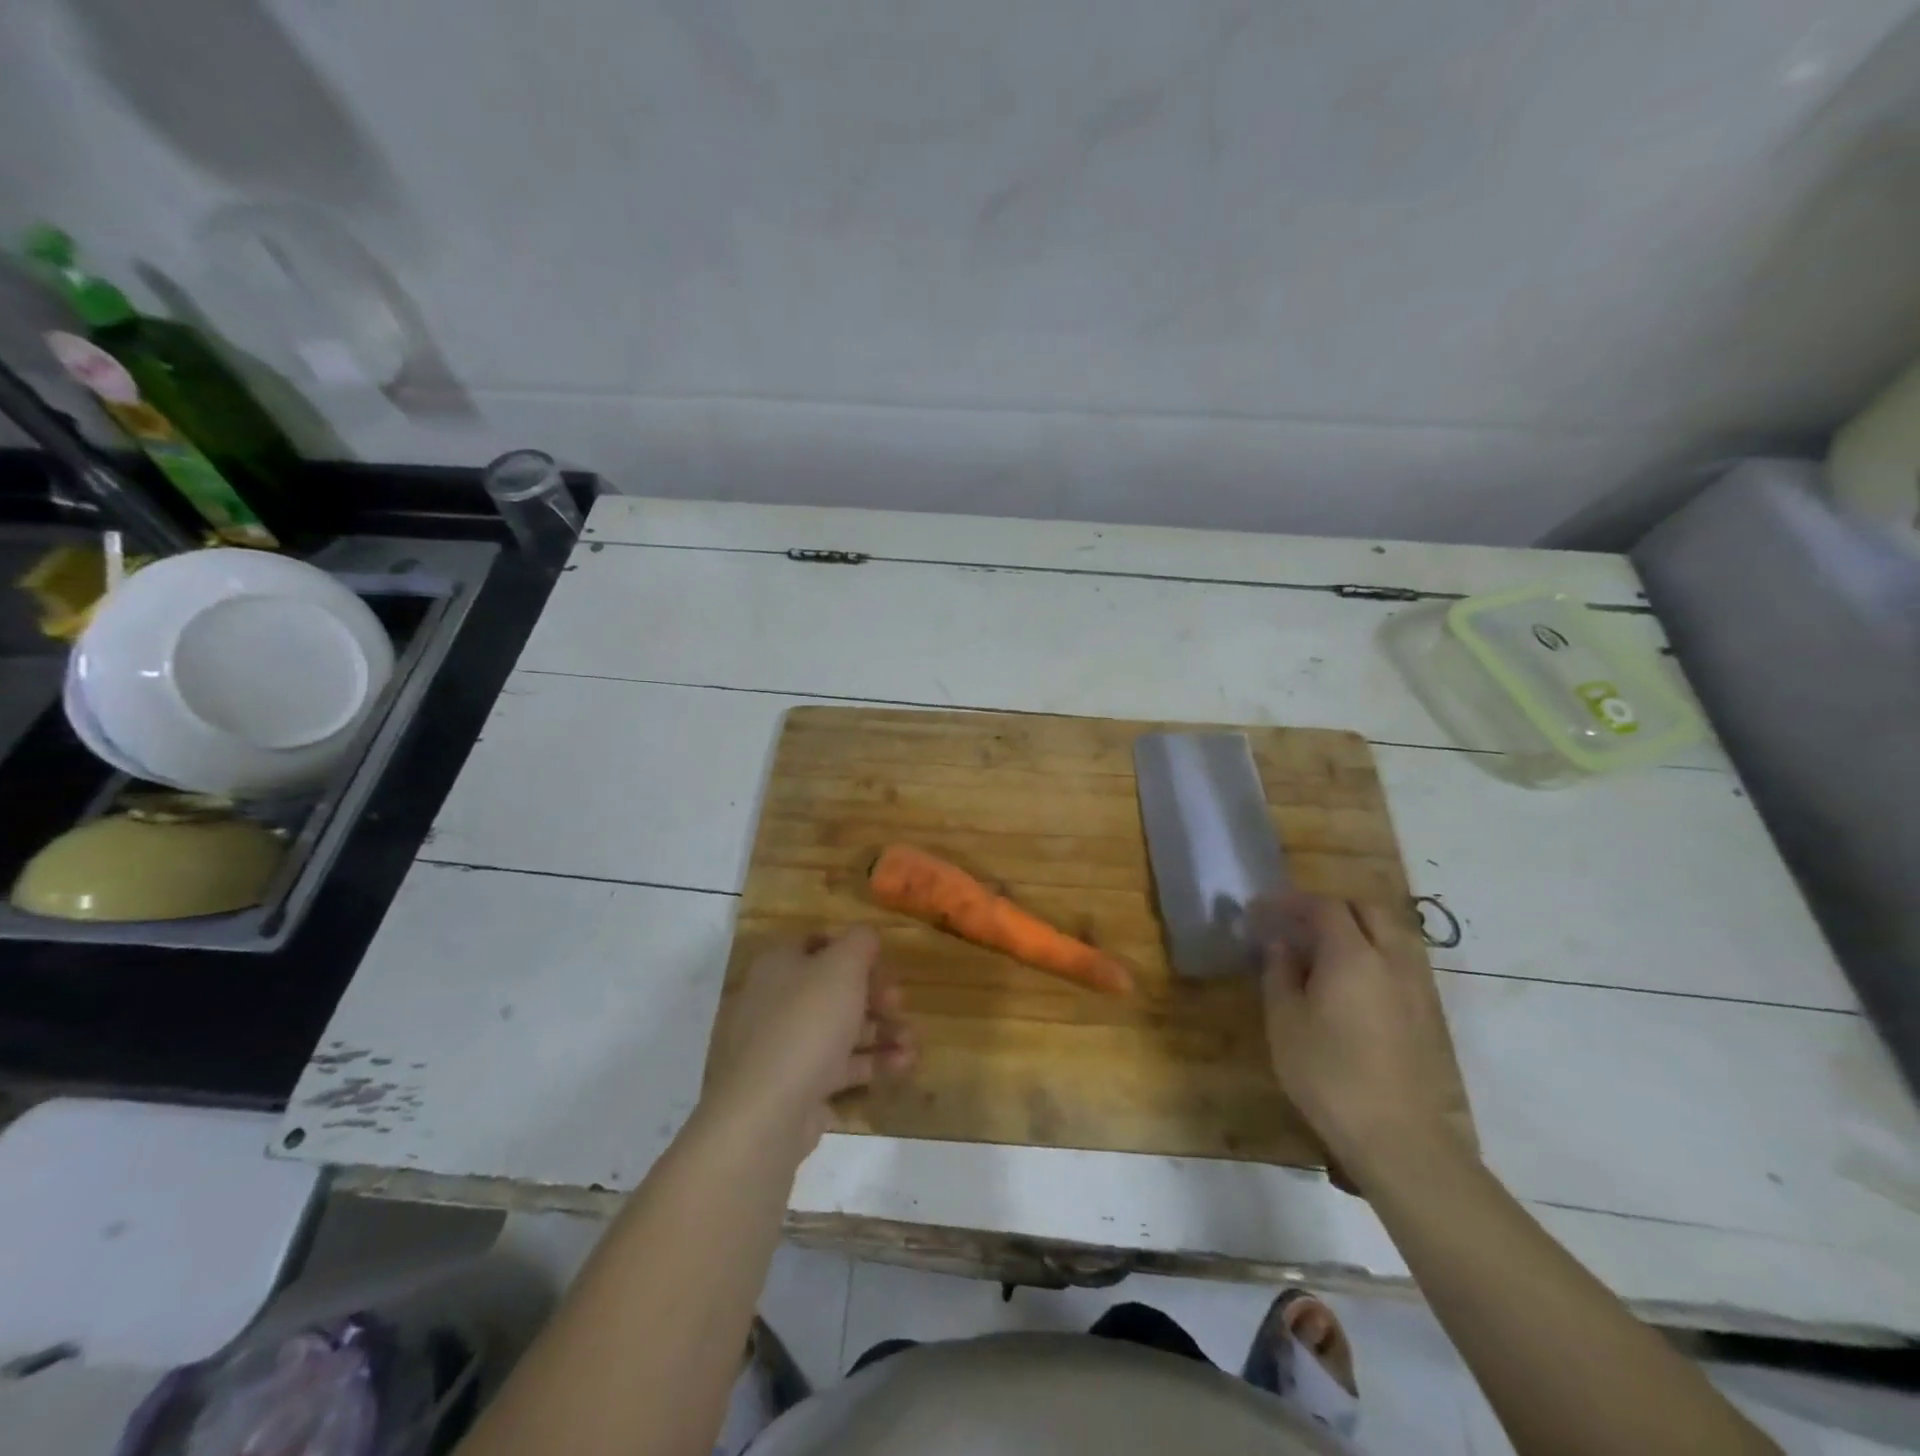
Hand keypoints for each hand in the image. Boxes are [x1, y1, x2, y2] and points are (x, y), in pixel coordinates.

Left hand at [701, 928, 914, 1163]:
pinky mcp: (797, 1087)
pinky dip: (872, 1063)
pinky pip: (840, 1066)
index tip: (883, 960)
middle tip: (900, 1002)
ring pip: (841, 1030)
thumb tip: (866, 935)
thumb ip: (860, 942)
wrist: (767, 1113)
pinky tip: (904, 1065)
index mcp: (779, 965)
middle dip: (875, 995)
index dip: (852, 947)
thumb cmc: (807, 1022)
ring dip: (882, 1031)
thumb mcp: (842, 967)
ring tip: (914, 1042)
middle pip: (833, 988)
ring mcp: (785, 1048)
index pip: (816, 942)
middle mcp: (777, 1002)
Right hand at [1258, 892, 1475, 1192]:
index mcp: (1351, 955)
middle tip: (1296, 922)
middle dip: (1329, 907)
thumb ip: (1280, 972)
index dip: (1291, 901)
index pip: (1324, 906)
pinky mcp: (1425, 1013)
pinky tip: (1349, 981)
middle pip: (1365, 909)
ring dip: (1355, 928)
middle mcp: (1390, 959)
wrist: (1397, 1136)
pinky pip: (1398, 961)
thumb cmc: (1328, 1073)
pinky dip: (1372, 953)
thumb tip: (1280, 944)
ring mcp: (1415, 986)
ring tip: (1322, 948)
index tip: (1262, 909)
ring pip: (1389, 933)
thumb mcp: (1284, 1021)